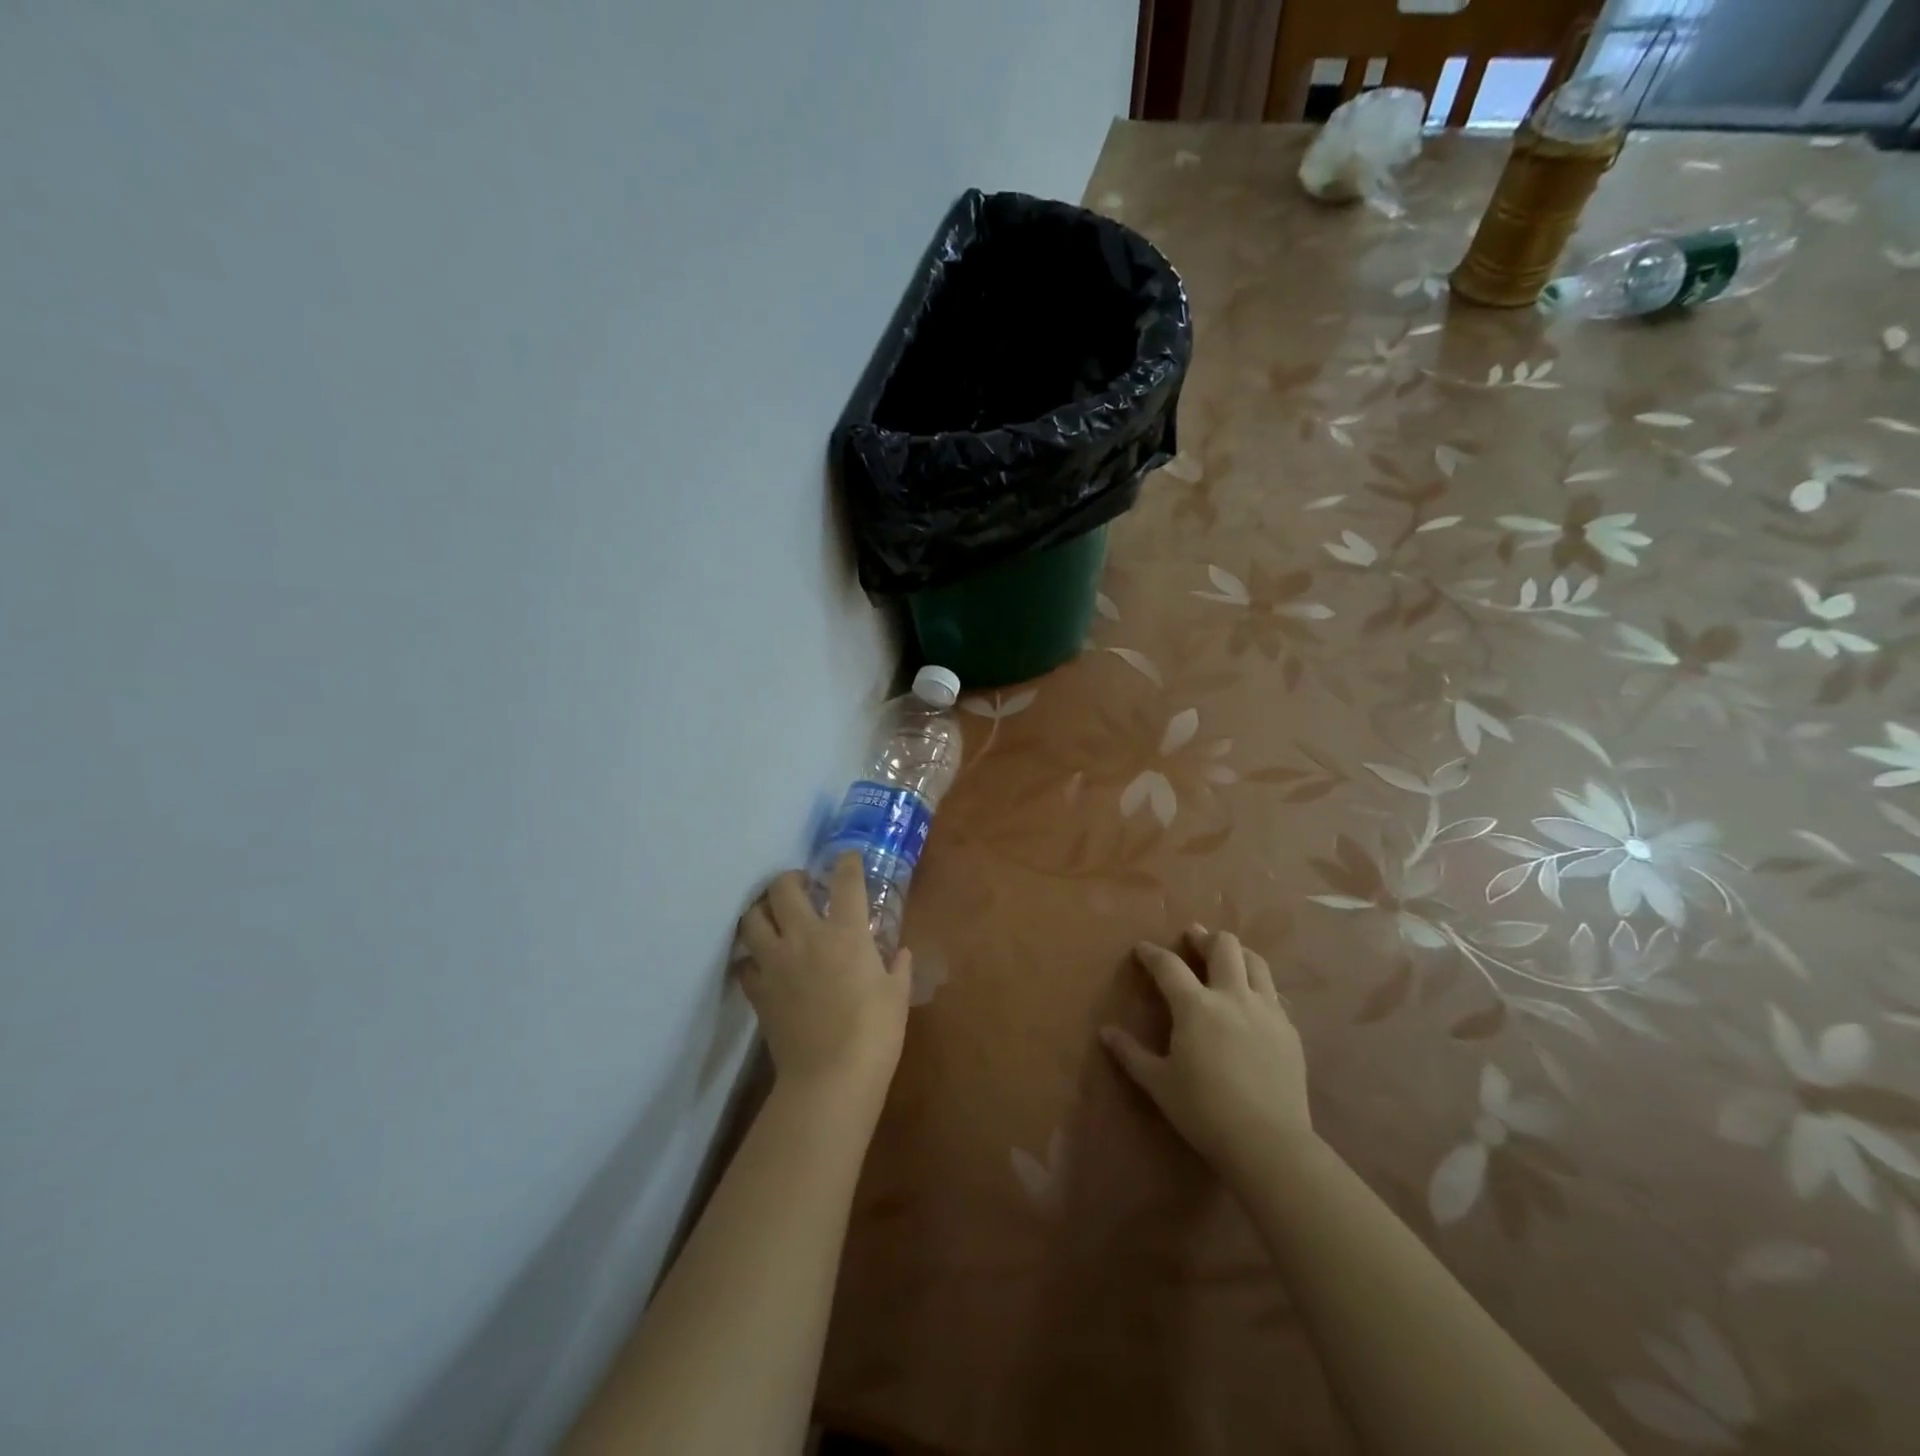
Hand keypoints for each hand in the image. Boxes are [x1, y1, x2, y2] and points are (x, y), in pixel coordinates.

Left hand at [739, 854, 910, 1114]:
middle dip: (791, 878)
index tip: (846, 859)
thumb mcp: (897, 995)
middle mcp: (805, 937)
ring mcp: (776, 962)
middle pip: (783, 888)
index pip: (845, 881)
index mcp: (845, 933)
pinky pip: (744, 964)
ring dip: (761, 910)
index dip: (846, 863)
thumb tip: (900, 953)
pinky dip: (751, 959)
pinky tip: (763, 963)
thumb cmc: (875, 1032)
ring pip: (752, 919)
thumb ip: (898, 966)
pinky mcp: (758, 990)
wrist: (831, 1077)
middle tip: (802, 886)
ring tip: (773, 915)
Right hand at [1102, 926, 1314, 1184]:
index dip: (1152, 953)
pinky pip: (1275, 994)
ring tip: (1226, 957)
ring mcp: (1267, 1010)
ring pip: (1255, 962)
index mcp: (1195, 1006)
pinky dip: (1259, 986)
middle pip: (1223, 947)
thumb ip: (1131, 1054)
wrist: (1269, 1143)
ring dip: (1237, 953)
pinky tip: (1253, 1000)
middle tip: (1193, 939)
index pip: (1169, 965)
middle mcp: (1232, 996)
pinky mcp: (1290, 1030)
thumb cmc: (1204, 1111)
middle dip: (1204, 938)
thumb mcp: (1159, 1084)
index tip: (1142, 949)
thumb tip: (1105, 1032)